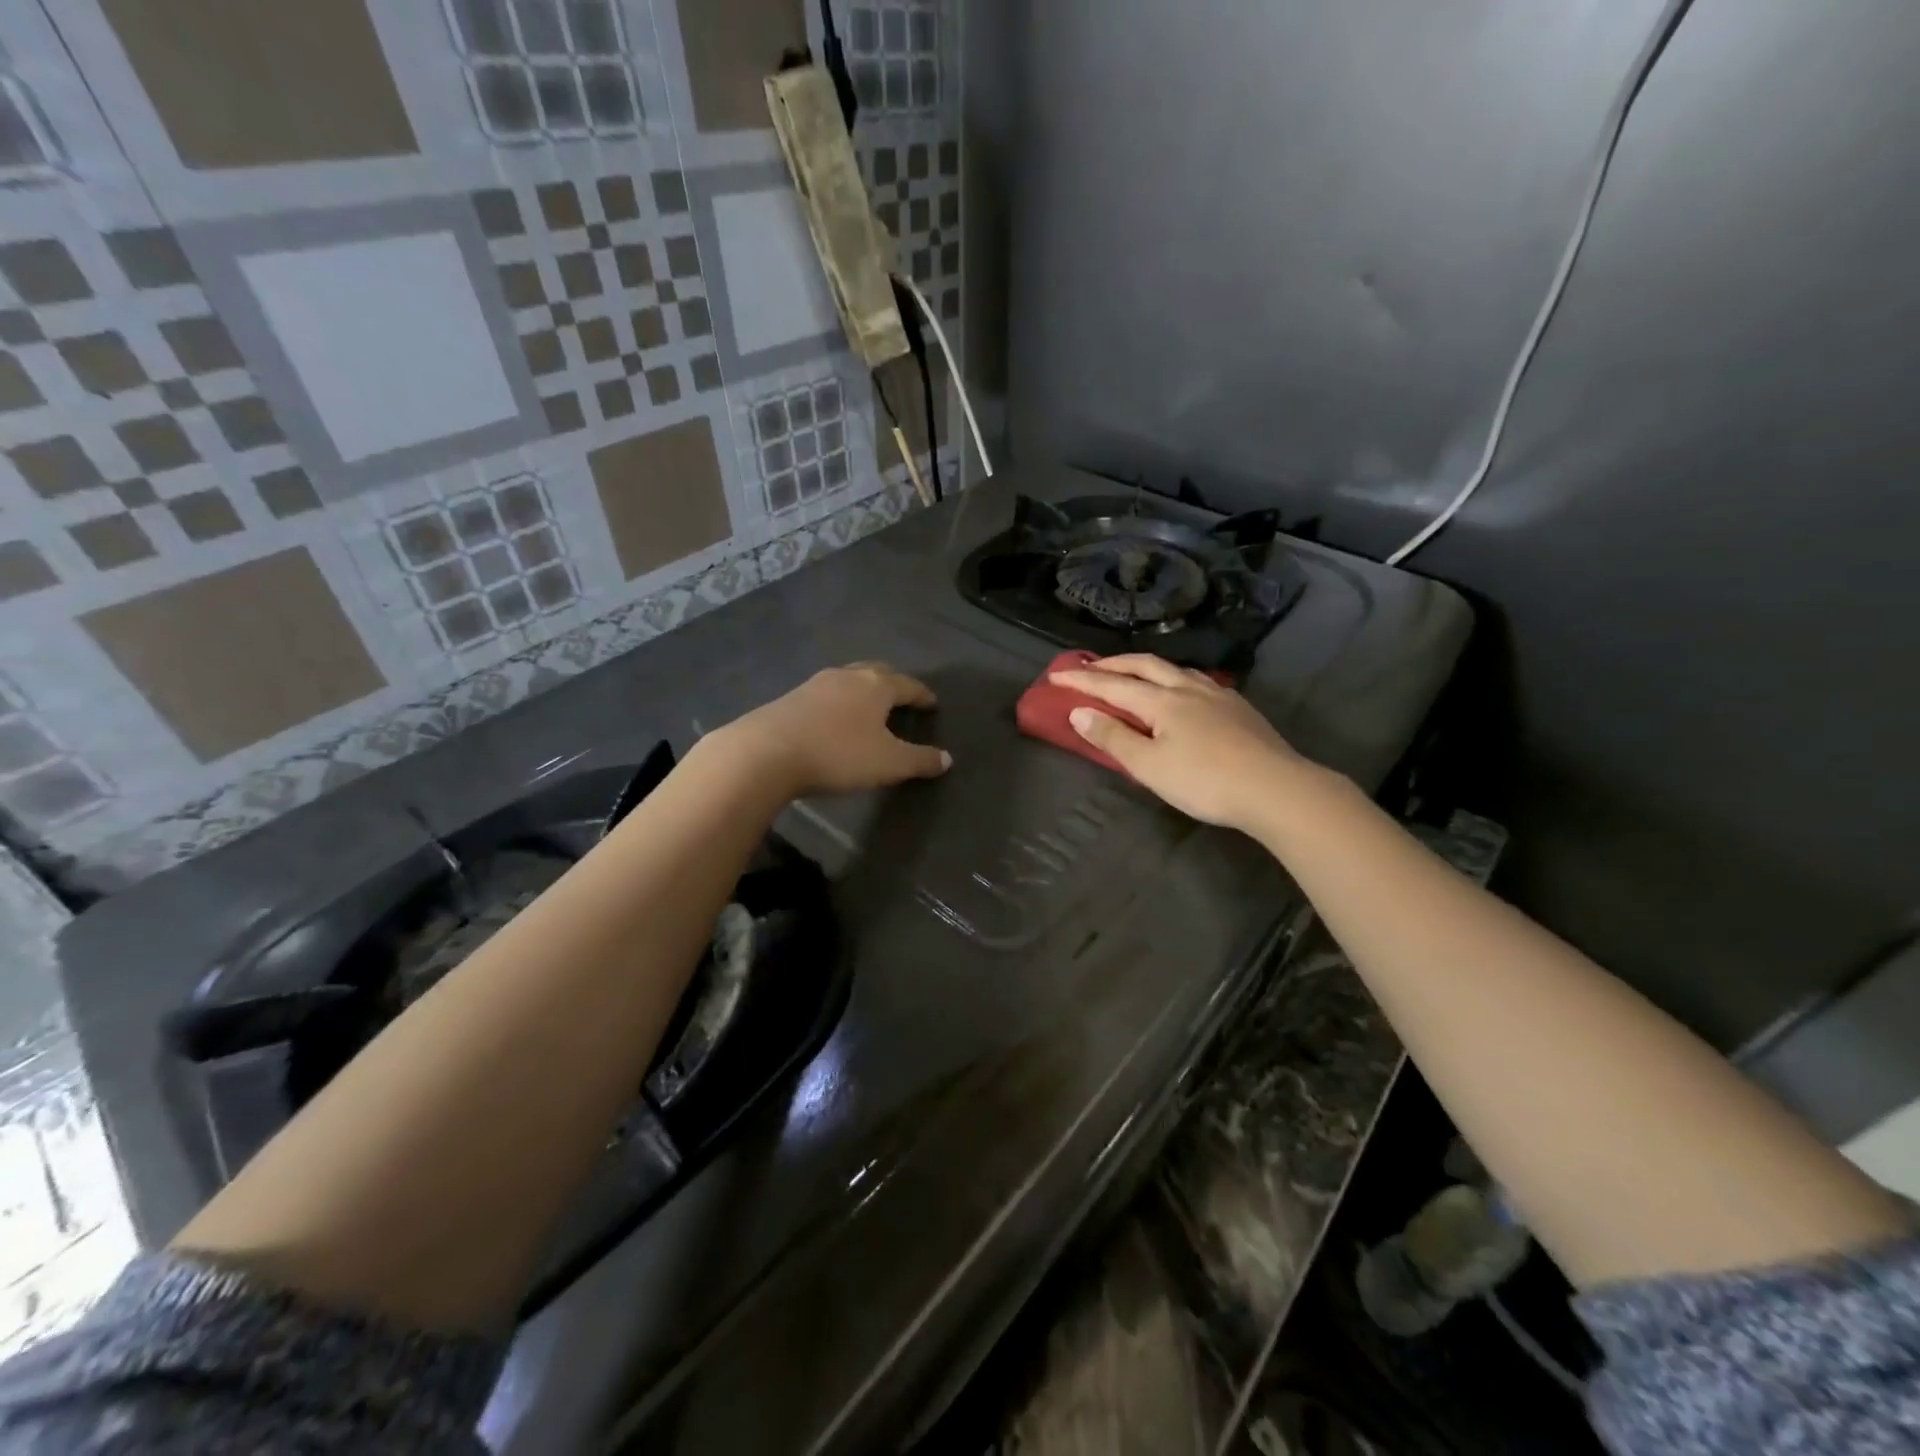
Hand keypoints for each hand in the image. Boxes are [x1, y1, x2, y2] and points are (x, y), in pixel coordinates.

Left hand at [713, 663, 951, 797]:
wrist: (766, 752)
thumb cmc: (838, 754)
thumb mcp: (889, 763)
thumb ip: (919, 760)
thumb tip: (946, 758)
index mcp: (876, 685)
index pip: (908, 685)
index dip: (923, 695)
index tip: (932, 703)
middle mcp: (848, 676)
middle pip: (877, 672)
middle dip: (893, 683)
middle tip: (902, 698)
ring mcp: (815, 684)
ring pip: (848, 680)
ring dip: (863, 691)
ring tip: (869, 708)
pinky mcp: (790, 698)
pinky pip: (826, 694)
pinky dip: (839, 702)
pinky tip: (835, 718)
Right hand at [1050, 655, 1312, 833]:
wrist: (1276, 788)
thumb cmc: (1204, 781)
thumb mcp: (1149, 766)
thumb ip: (1113, 738)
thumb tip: (1079, 712)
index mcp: (1162, 700)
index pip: (1113, 685)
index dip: (1082, 680)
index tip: (1056, 674)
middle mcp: (1188, 688)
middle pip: (1145, 665)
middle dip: (1114, 664)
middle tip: (1090, 666)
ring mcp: (1218, 695)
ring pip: (1176, 669)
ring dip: (1147, 667)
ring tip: (1135, 673)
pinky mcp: (1239, 708)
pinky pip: (1197, 681)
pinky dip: (1175, 679)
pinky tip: (1184, 691)